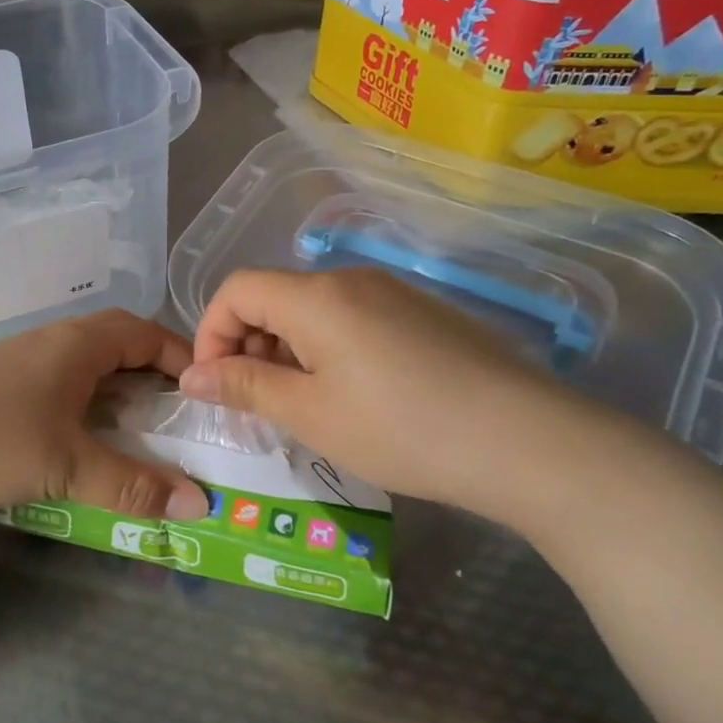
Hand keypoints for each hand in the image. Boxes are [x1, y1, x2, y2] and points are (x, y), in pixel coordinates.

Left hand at [0, 310, 209, 519]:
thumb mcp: (67, 467)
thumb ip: (133, 485)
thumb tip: (199, 504)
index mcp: (79, 343)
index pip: (149, 333)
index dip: (184, 360)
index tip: (208, 397)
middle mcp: (55, 339)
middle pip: (121, 346)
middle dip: (155, 380)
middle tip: (180, 422)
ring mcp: (25, 358)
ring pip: (89, 366)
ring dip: (118, 394)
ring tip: (140, 436)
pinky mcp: (2, 381)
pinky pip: (62, 383)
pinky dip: (86, 405)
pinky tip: (82, 440)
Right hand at [177, 268, 621, 522]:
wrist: (530, 442)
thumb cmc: (402, 429)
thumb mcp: (310, 414)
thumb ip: (244, 386)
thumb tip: (192, 376)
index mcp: (316, 296)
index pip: (236, 289)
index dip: (210, 332)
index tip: (214, 384)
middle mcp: (351, 280)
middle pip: (274, 296)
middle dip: (248, 345)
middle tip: (257, 403)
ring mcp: (393, 293)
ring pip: (313, 310)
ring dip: (288, 350)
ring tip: (303, 406)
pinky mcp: (423, 314)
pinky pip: (352, 319)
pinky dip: (327, 350)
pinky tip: (353, 397)